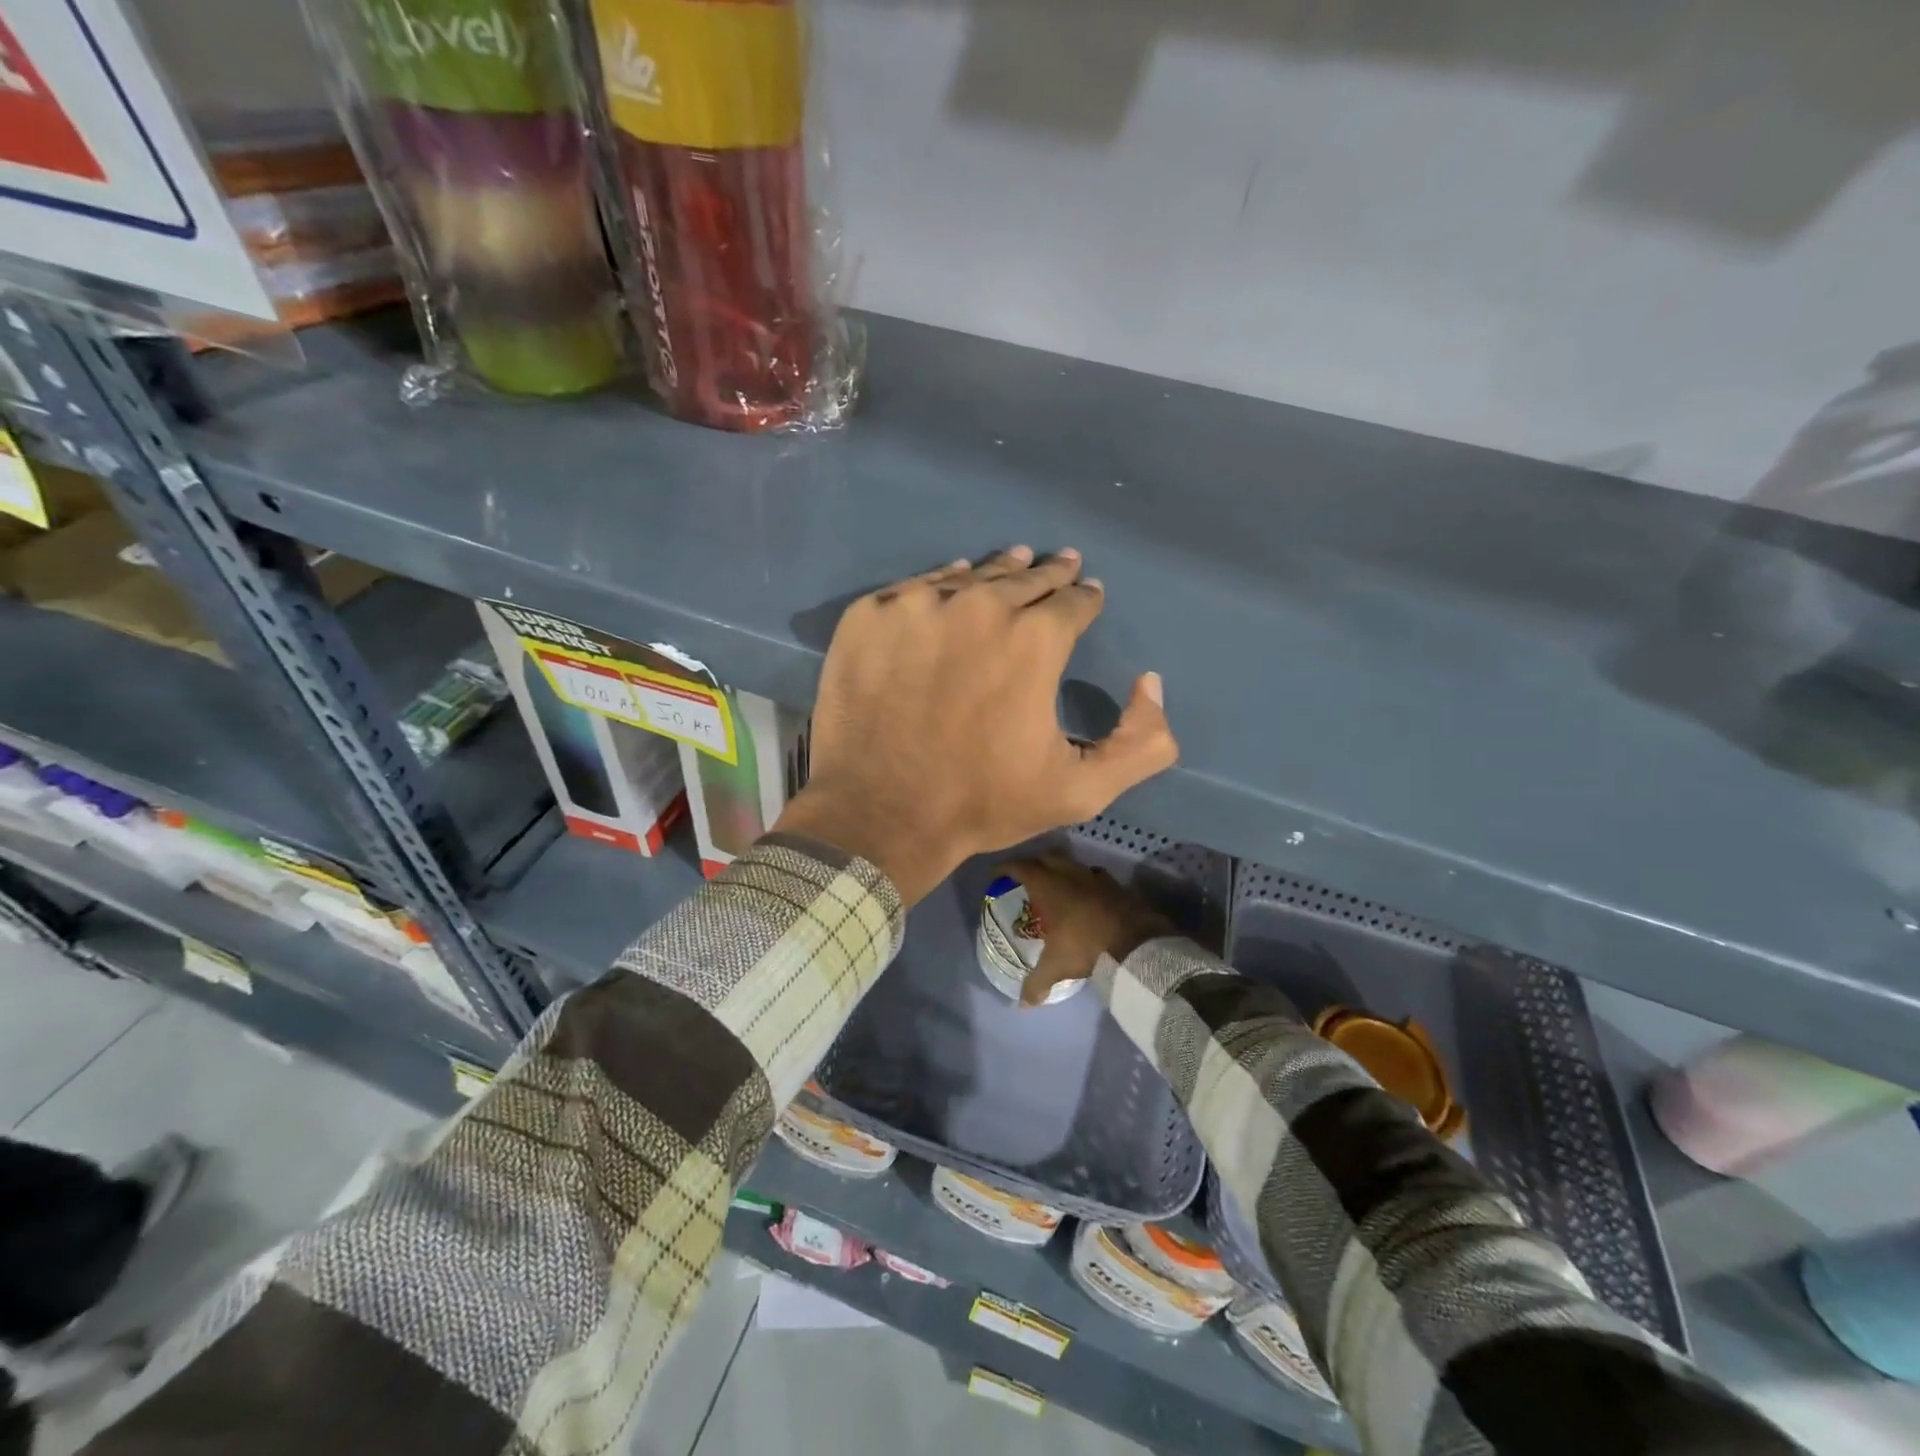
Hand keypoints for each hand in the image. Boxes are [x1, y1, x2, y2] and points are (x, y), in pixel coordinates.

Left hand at [774, 547, 1178, 904]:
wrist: (881, 815)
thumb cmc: (982, 803)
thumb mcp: (1081, 789)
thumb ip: (1141, 742)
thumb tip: (1151, 682)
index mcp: (1033, 639)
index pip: (1073, 601)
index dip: (1085, 598)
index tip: (1089, 593)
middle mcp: (978, 606)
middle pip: (1023, 578)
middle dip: (1048, 574)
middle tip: (1060, 563)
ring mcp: (916, 606)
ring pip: (968, 576)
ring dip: (996, 571)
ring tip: (1013, 560)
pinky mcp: (869, 616)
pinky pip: (914, 588)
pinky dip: (938, 585)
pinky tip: (948, 584)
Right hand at [1000, 855, 1173, 1005]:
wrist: (1135, 942)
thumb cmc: (1085, 946)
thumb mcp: (1056, 966)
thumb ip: (1036, 982)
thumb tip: (1022, 1004)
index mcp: (1049, 887)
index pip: (1022, 867)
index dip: (1007, 867)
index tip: (997, 872)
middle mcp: (1070, 875)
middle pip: (1047, 857)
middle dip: (1035, 862)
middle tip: (1027, 875)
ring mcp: (1095, 877)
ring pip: (1072, 863)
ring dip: (1061, 869)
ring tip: (1056, 883)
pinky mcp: (1116, 885)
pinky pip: (1095, 875)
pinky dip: (1086, 880)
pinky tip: (1087, 893)